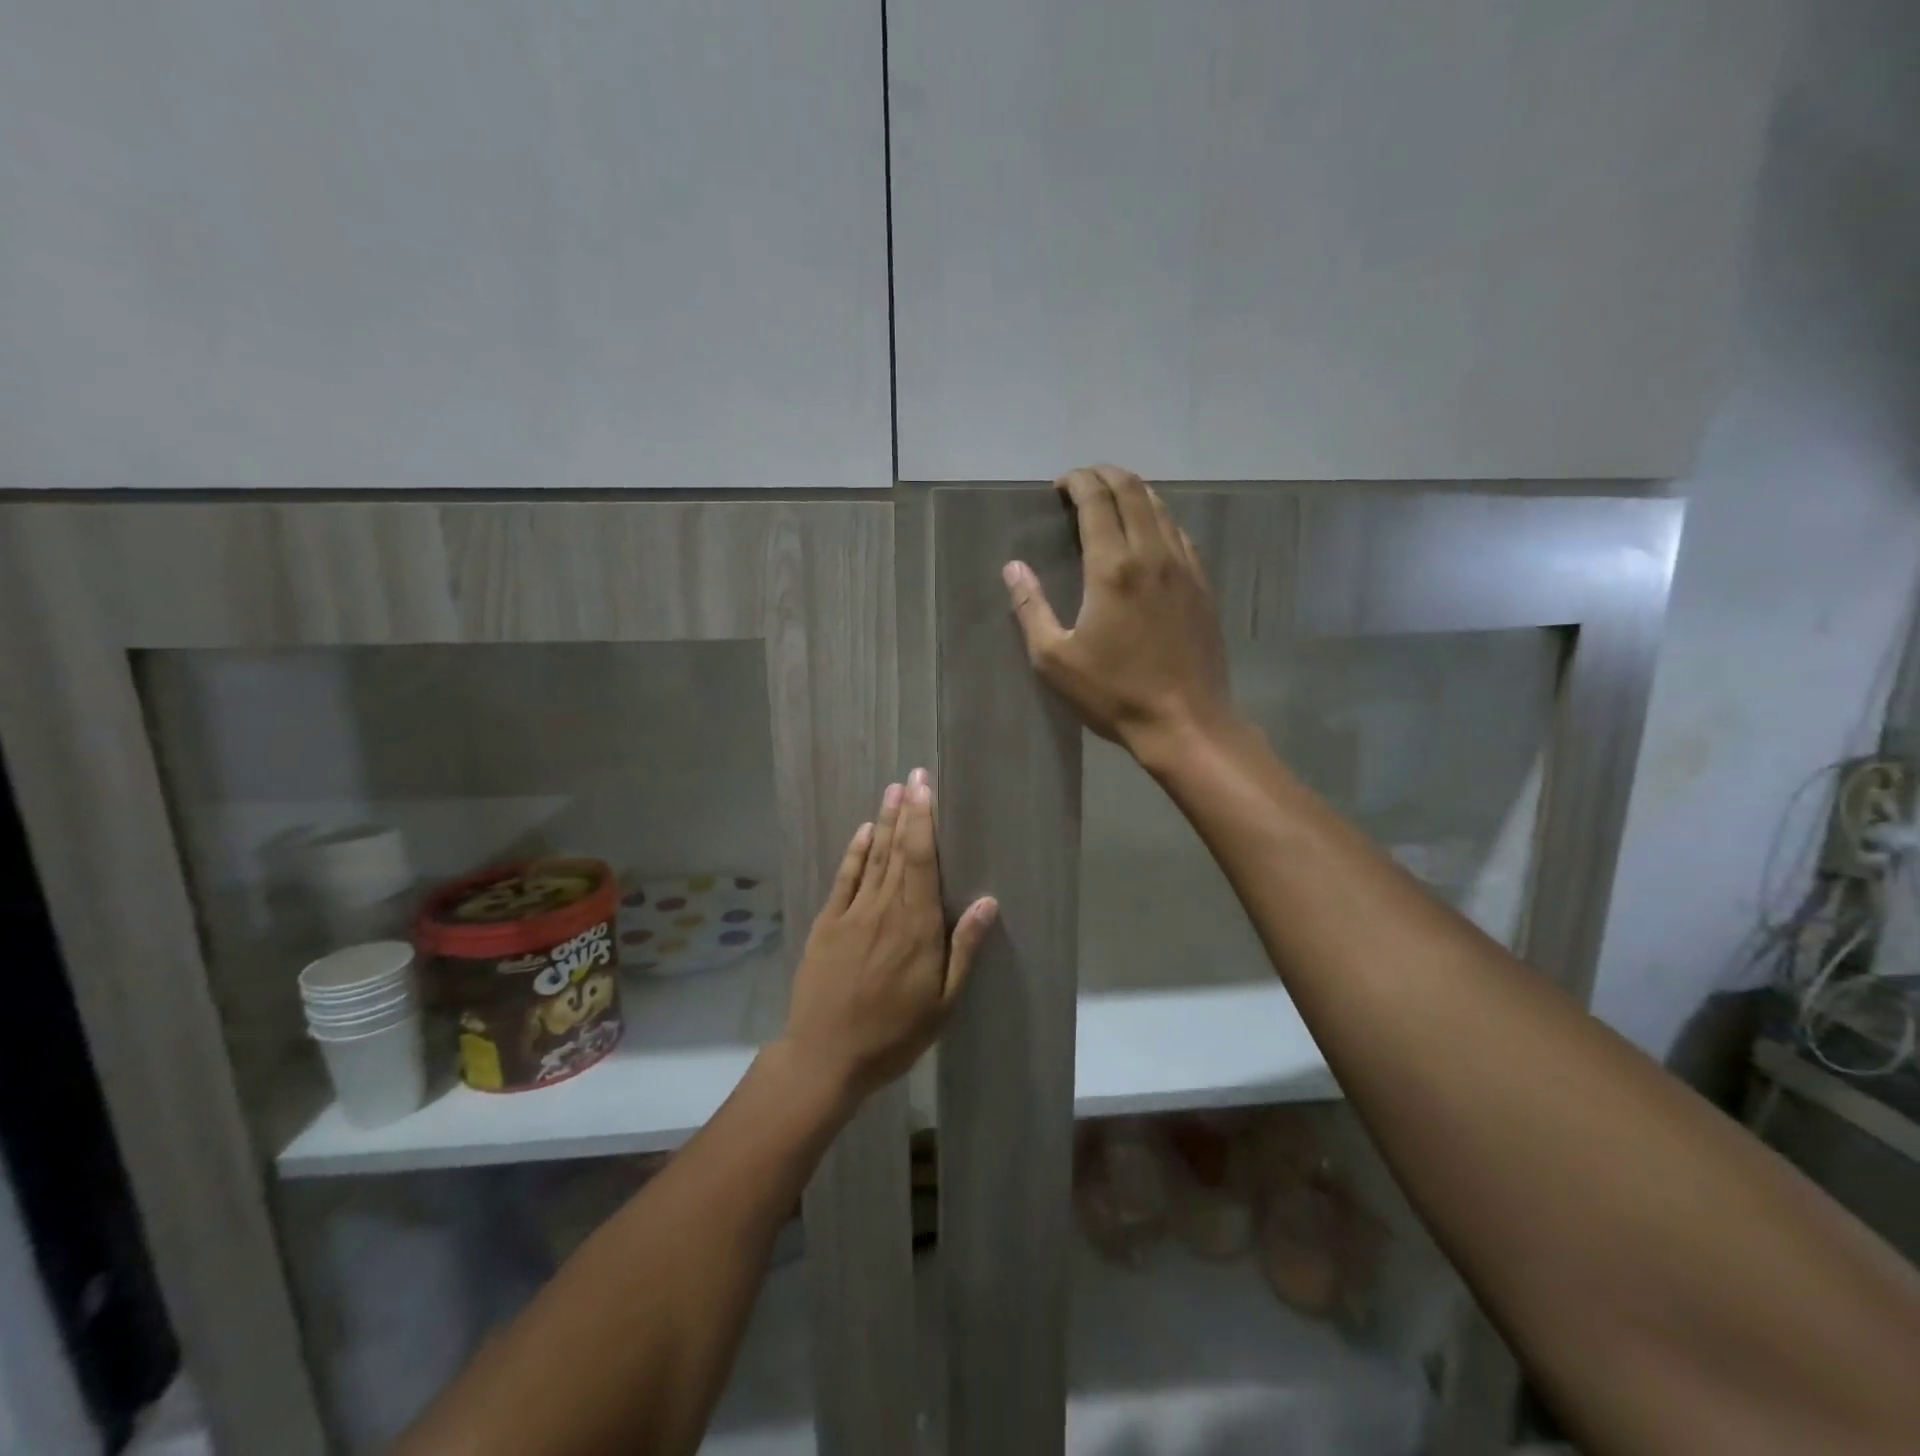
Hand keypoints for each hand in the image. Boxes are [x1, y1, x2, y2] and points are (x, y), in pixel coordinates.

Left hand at [781, 769, 996, 1105]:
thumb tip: (988, 901)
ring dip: (884, 822)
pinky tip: (863, 832)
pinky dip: (854, 853)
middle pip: (898, 850)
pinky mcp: (827, 924)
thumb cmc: (894, 1033)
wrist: (826, 1056)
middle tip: (912, 775)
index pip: (922, 860)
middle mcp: (884, 909)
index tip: (926, 789)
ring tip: (892, 790)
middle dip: (907, 810)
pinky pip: (844, 879)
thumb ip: (964, 948)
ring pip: (872, 858)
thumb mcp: (944, 1002)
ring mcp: (851, 914)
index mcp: (916, 925)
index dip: (924, 821)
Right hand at [1003, 464, 1235, 767]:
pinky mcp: (1202, 585)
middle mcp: (1152, 554)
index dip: (1077, 481)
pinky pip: (1180, 533)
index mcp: (1112, 568)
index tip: (1060, 485)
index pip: (1096, 500)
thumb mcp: (1054, 660)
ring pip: (1161, 507)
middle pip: (1132, 491)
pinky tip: (1148, 534)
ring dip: (1133, 493)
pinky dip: (1158, 518)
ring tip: (1111, 500)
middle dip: (1105, 475)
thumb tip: (1013, 568)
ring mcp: (1184, 567)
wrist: (1185, 722)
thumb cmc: (1114, 693)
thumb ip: (1031, 608)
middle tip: (1082, 482)